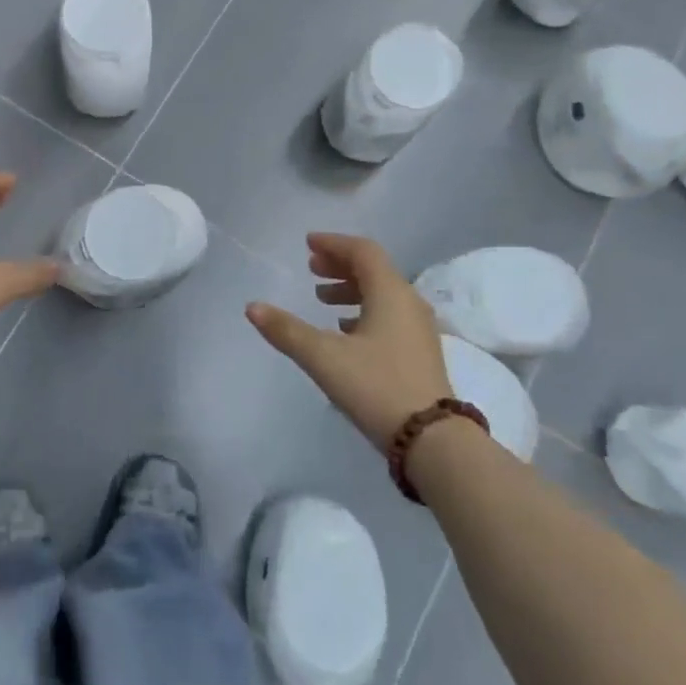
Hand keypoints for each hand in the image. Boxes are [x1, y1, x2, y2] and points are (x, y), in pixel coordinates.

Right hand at [246, 233, 453, 452]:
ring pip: (382, 294)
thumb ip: (287, 330)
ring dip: (351, 289)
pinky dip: (364, 310)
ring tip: (322, 299)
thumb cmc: (376, 387)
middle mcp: (409, 303)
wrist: (433, 440)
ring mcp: (418, 329)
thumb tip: (252, 307)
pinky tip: (345, 330)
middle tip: (311, 268)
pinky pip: (389, 315)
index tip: (308, 244)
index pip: (363, 251)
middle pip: (374, 270)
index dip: (334, 243)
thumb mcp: (324, 357)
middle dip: (340, 265)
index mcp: (390, 293)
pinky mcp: (420, 352)